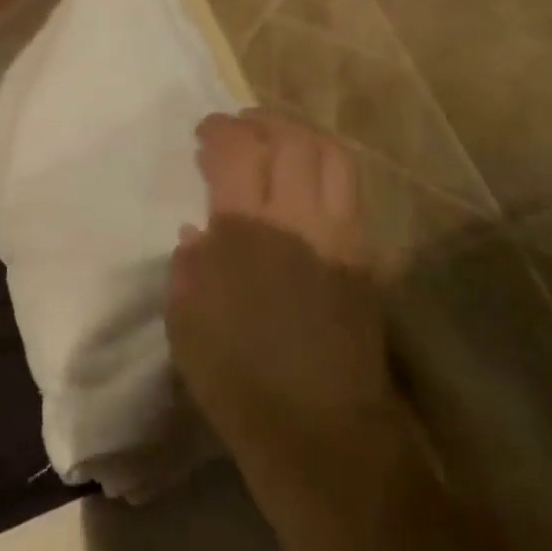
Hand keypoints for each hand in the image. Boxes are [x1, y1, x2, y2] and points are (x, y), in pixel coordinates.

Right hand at [168, 112, 406, 475]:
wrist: (318, 430)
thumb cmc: (236, 378)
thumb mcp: (185, 320)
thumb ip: (189, 265)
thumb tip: (200, 232)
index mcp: (244, 231)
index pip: (237, 150)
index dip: (220, 129)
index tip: (206, 133)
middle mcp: (298, 219)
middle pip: (292, 139)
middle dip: (264, 121)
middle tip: (243, 127)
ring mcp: (341, 235)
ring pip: (334, 157)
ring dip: (304, 136)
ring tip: (281, 142)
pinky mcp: (366, 257)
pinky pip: (351, 193)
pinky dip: (327, 171)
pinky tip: (308, 185)